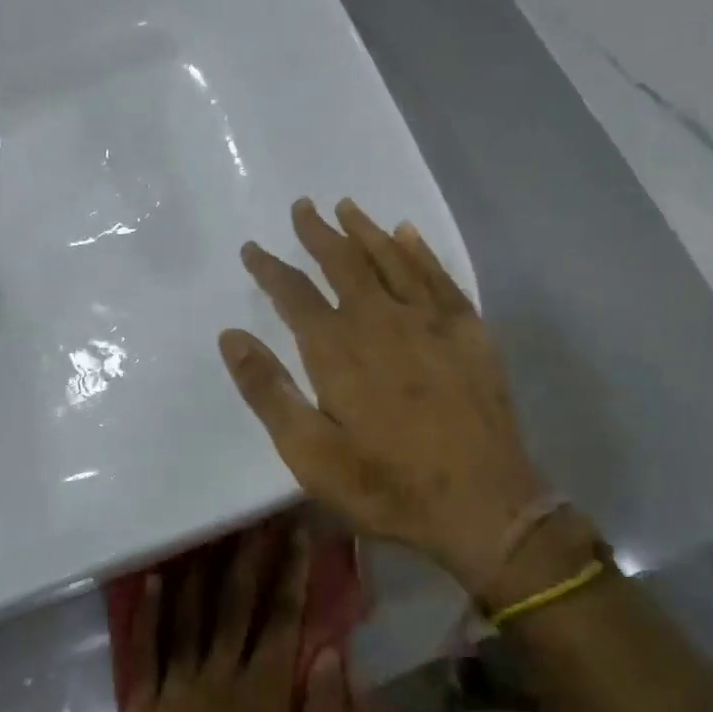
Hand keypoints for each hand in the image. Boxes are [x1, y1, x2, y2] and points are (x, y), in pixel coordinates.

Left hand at [119, 520, 347, 711]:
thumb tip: (328, 648)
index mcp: (264, 695)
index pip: (282, 617)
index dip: (291, 572)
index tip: (297, 533)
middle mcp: (218, 679)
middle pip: (235, 605)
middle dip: (248, 557)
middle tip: (254, 518)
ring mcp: (175, 692)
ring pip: (188, 617)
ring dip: (200, 571)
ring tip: (206, 531)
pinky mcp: (142, 711)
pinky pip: (144, 653)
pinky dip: (148, 614)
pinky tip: (155, 580)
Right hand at [219, 198, 553, 599]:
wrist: (483, 505)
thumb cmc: (387, 485)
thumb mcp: (310, 453)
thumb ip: (268, 391)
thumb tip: (230, 336)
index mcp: (338, 349)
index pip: (294, 293)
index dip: (270, 268)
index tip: (252, 248)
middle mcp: (382, 320)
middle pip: (343, 263)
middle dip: (318, 233)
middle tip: (302, 207)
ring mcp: (430, 321)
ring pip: (391, 258)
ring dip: (365, 230)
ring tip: (346, 206)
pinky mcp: (468, 331)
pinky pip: (439, 276)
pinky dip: (419, 251)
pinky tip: (407, 233)